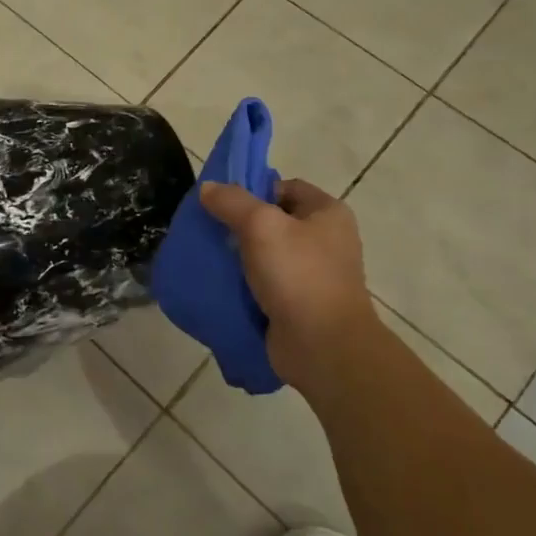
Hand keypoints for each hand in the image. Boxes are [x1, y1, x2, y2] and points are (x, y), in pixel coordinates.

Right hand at [198, 178, 375, 382]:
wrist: (324, 348)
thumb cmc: (299, 275)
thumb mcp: (260, 226)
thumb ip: (232, 201)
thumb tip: (208, 188)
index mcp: (328, 214)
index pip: (285, 187)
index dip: (253, 190)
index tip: (223, 204)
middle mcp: (326, 241)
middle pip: (274, 221)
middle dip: (240, 225)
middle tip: (209, 230)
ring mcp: (314, 275)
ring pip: (266, 255)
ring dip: (239, 257)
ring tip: (209, 257)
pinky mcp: (299, 304)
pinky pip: (266, 285)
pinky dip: (244, 284)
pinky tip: (220, 284)